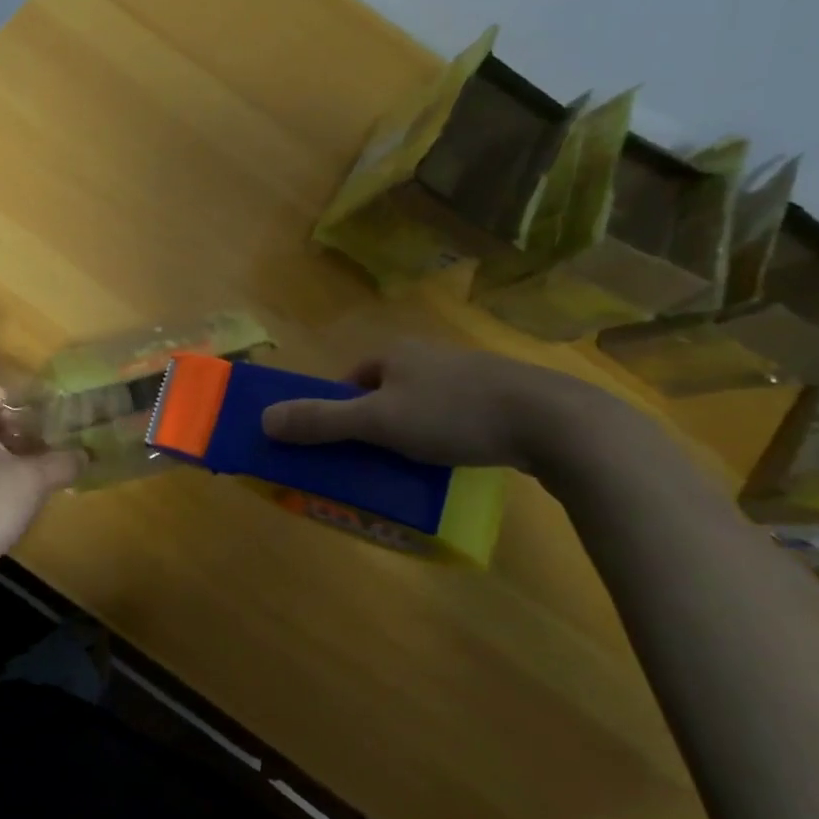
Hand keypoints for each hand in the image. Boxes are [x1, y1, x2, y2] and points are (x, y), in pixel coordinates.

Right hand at [260, 338, 611, 471]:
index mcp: (395, 353)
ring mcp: (469, 372)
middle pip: (385, 391)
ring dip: (412, 431)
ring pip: (422, 403)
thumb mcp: (378, 422)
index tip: (341, 444)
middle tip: (375, 459)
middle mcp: (428, 355)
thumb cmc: (453, 414)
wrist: (554, 421)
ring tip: (416, 466)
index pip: (351, 379)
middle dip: (375, 423)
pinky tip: (458, 458)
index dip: (339, 409)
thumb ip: (321, 421)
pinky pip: (458, 414)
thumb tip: (264, 419)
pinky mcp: (503, 395)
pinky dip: (448, 435)